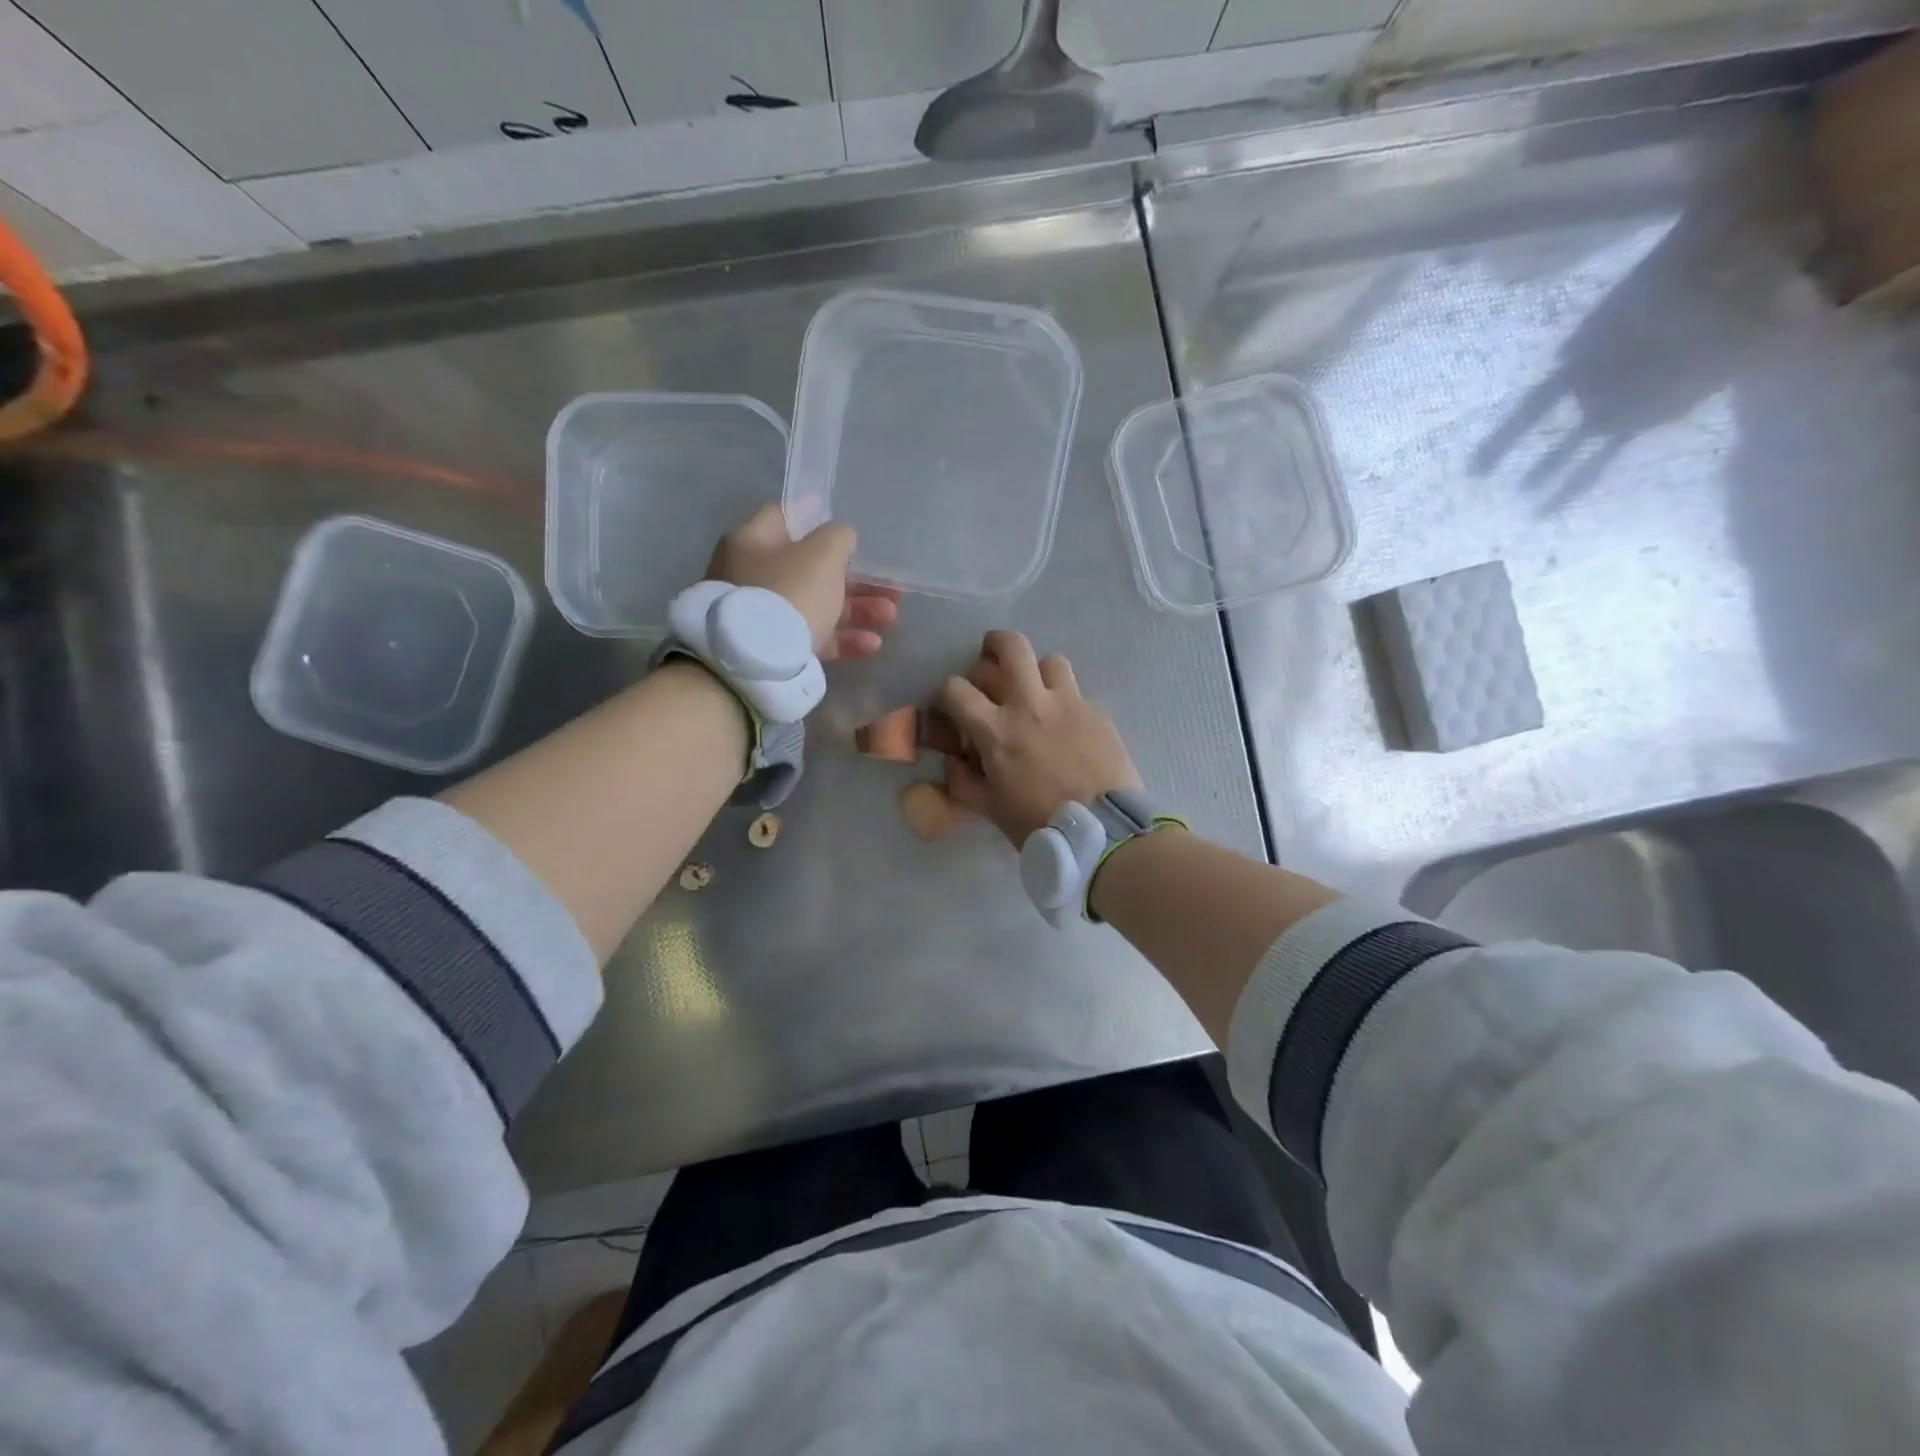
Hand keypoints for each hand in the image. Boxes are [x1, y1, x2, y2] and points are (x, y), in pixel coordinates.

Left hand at [708, 504, 899, 659]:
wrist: (756, 665)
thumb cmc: (790, 593)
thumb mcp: (822, 555)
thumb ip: (838, 538)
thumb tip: (841, 538)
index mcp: (753, 541)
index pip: (786, 518)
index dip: (820, 520)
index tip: (852, 532)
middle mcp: (752, 575)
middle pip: (811, 570)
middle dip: (857, 580)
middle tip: (892, 590)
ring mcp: (761, 615)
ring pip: (817, 606)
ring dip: (858, 611)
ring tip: (890, 618)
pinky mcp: (773, 650)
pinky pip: (812, 637)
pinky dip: (842, 639)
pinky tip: (872, 645)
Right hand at [935, 631, 1140, 846]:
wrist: (1102, 831)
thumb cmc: (1038, 823)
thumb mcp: (989, 809)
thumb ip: (963, 781)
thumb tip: (954, 761)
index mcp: (996, 729)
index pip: (956, 688)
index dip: (946, 693)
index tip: (950, 704)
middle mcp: (1030, 704)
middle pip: (1012, 647)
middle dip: (995, 644)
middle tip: (992, 656)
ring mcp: (1069, 703)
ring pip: (1050, 661)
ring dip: (1037, 671)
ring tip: (1037, 689)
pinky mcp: (1098, 712)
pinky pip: (1077, 693)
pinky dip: (1065, 702)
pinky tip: (1068, 725)